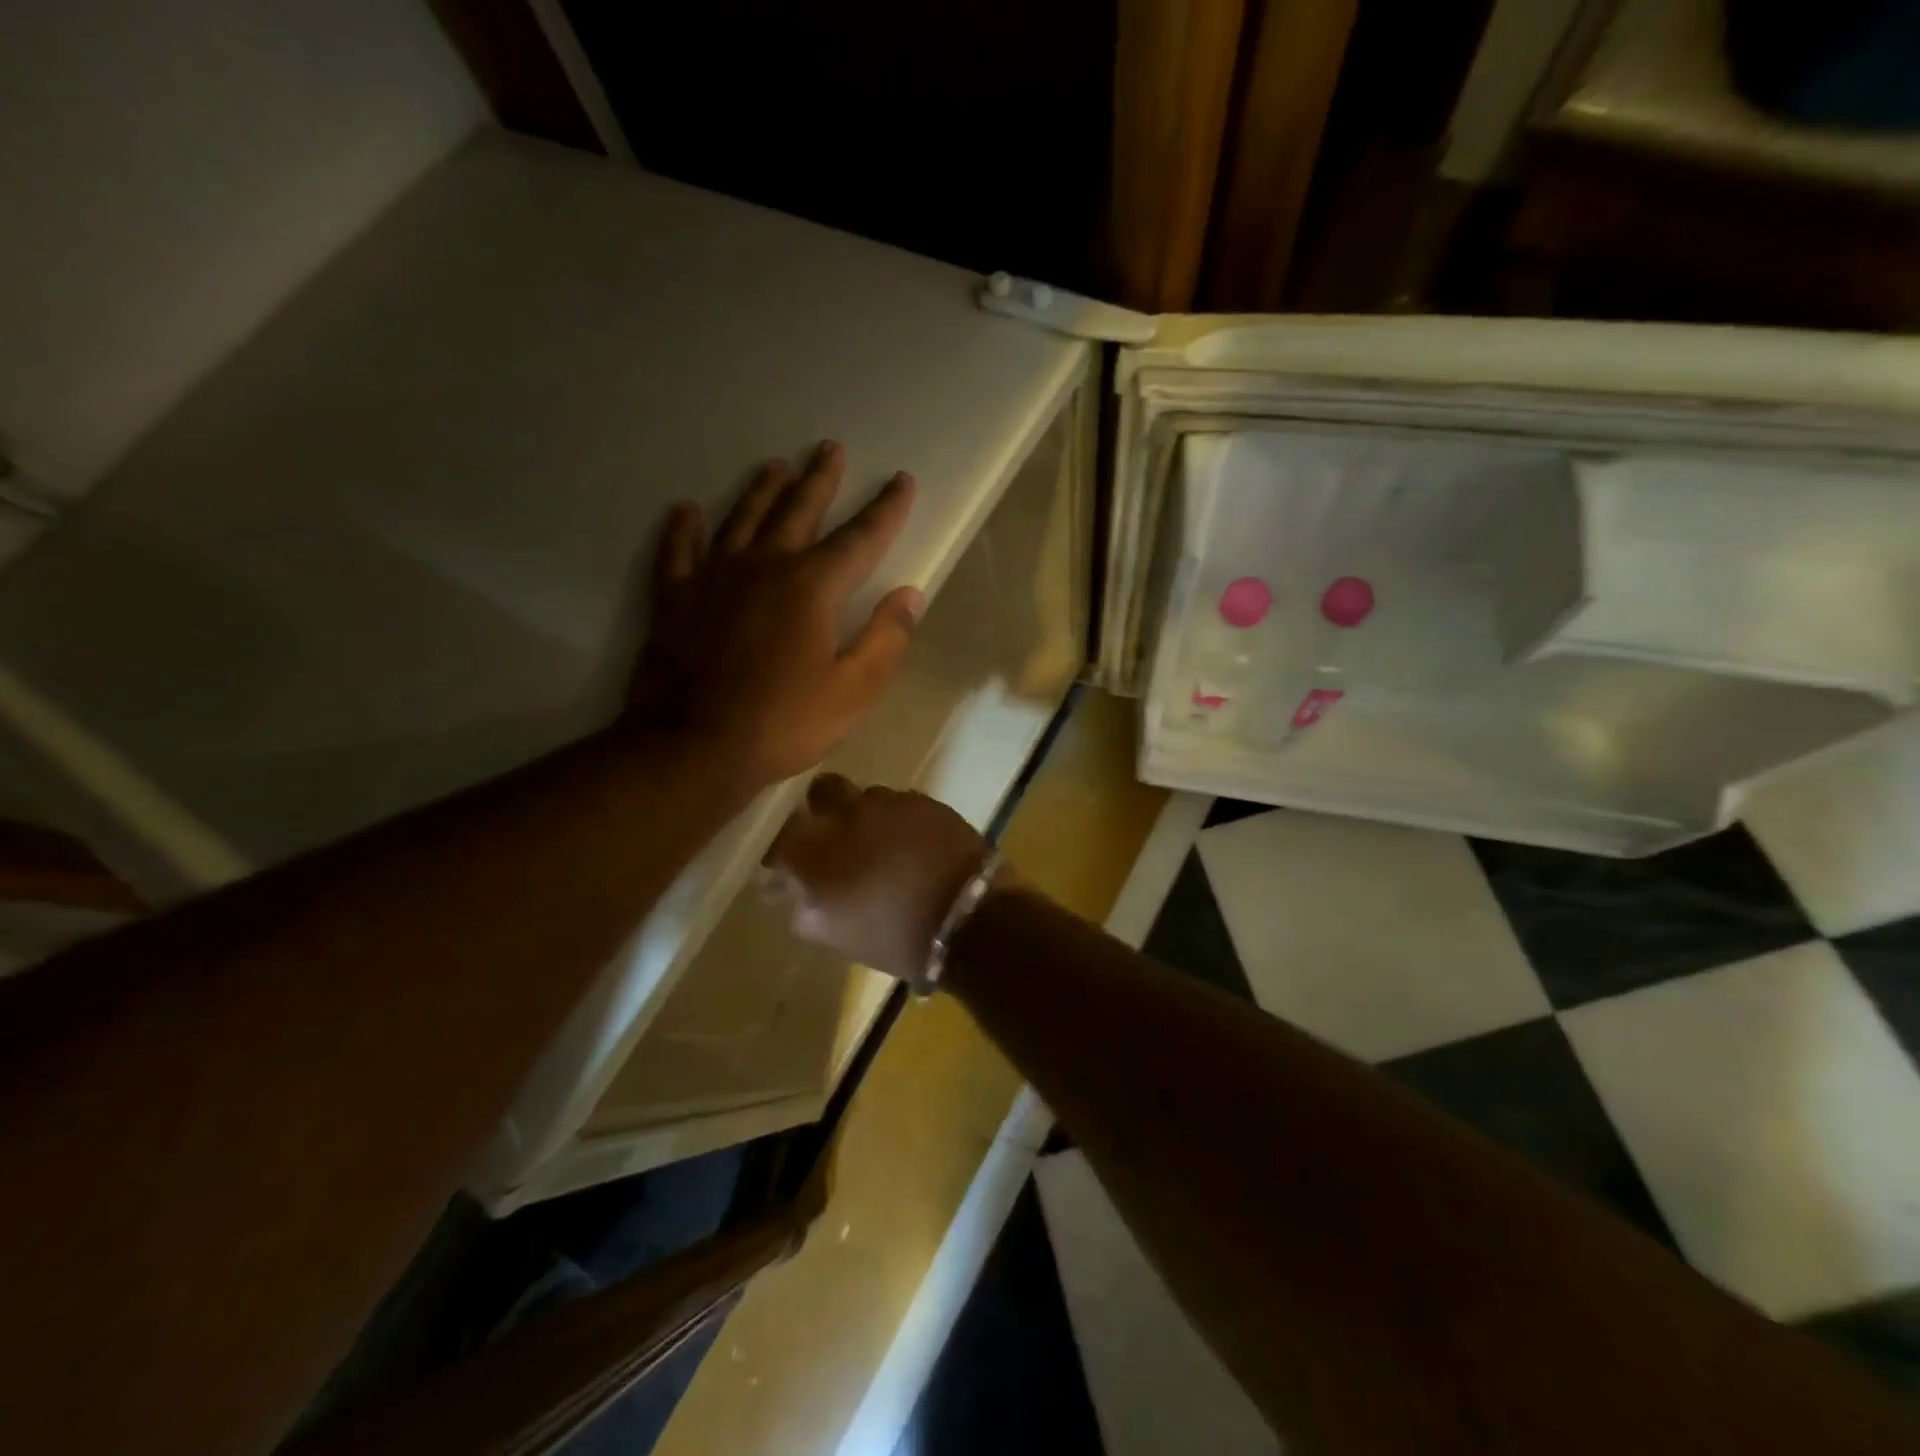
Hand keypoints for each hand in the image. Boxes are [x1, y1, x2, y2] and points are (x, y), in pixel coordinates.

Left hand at [630, 441, 922, 788]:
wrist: (695, 746)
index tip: (901, 480)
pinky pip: (678, 551)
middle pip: (797, 511)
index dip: (886, 509)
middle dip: (819, 479)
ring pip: (741, 518)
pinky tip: (686, 510)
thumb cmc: (783, 722)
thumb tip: (910, 595)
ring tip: (775, 466)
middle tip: (829, 449)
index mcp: (812, 587)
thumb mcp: (853, 691)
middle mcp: (765, 566)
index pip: (860, 538)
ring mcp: (714, 577)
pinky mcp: (675, 598)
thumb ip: (886, 639)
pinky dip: (683, 529)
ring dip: (761, 490)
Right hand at [762, 775, 993, 980]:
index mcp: (816, 851)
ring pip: (866, 797)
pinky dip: (900, 820)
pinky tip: (913, 844)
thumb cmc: (895, 937)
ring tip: (884, 845)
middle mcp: (847, 815)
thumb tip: (784, 887)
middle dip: (823, 809)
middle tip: (836, 836)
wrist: (970, 918)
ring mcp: (890, 803)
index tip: (789, 862)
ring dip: (867, 816)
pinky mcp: (926, 801)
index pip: (781, 836)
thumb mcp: (834, 933)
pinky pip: (902, 803)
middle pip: (822, 793)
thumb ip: (800, 906)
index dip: (784, 847)